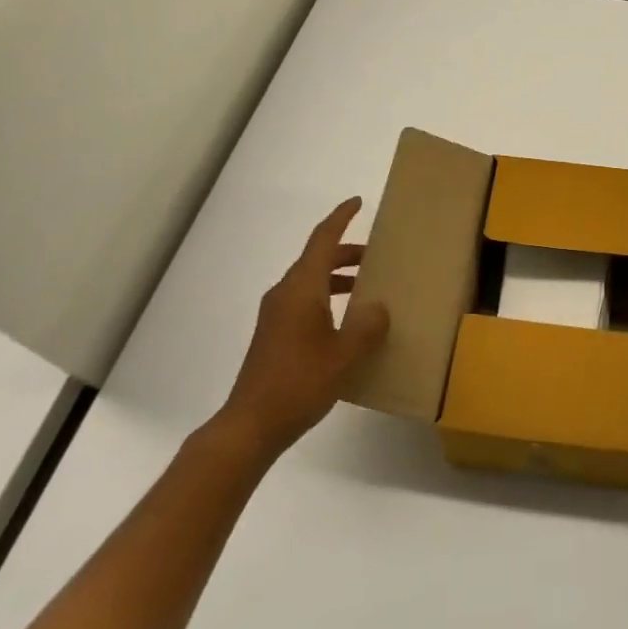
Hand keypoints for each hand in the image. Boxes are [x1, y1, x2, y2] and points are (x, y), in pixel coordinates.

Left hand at [212, 197, 389, 461]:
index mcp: (302, 288)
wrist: (249, 426)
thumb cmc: (299, 383)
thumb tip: (379, 307)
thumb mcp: (344, 355)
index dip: (341, 218)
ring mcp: (275, 315)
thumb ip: (367, 326)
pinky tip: (345, 321)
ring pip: (310, 280)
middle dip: (347, 251)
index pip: (323, 239)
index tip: (358, 202)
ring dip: (338, 276)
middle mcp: (285, 293)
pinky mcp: (273, 335)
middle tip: (377, 255)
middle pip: (317, 258)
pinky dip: (327, 296)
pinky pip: (304, 300)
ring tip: (366, 286)